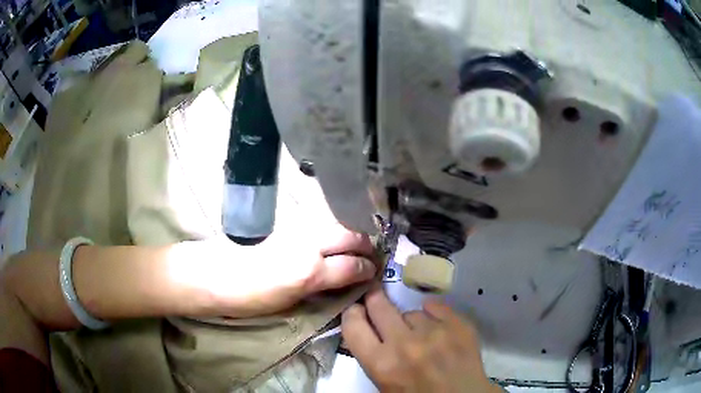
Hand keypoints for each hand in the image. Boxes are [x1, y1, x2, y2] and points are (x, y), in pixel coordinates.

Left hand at [170, 223, 377, 317]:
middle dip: (365, 245)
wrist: (214, 274)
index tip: (373, 272)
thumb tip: (337, 284)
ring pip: (334, 225)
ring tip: (354, 245)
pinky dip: (331, 230)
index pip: (353, 266)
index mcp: (310, 272)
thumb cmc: (249, 299)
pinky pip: (317, 224)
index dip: (368, 270)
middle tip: (370, 255)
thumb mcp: (288, 304)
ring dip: (349, 234)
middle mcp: (309, 245)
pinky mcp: (285, 224)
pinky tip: (329, 239)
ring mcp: (297, 230)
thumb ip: (317, 290)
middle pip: (350, 237)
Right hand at [341, 288, 500, 392]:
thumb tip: (367, 330)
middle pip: (379, 305)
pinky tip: (437, 329)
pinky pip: (436, 307)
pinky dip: (434, 315)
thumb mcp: (385, 384)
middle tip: (377, 300)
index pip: (353, 325)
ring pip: (411, 312)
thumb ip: (374, 356)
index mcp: (382, 364)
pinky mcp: (459, 324)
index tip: (356, 310)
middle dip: (375, 301)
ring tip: (422, 337)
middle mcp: (405, 344)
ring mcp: (435, 331)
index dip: (352, 314)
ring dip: (411, 322)